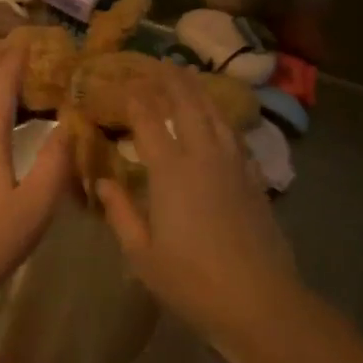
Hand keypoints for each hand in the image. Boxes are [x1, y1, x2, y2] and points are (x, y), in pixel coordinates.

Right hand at [97, 65, 299, 344]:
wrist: (259, 300)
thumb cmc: (192, 280)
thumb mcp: (142, 254)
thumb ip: (121, 212)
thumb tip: (104, 180)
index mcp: (171, 169)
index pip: (149, 118)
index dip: (135, 96)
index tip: (123, 81)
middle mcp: (202, 154)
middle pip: (186, 102)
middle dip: (170, 78)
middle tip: (158, 62)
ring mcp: (232, 162)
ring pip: (214, 112)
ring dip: (197, 90)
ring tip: (186, 75)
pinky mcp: (253, 175)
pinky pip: (233, 132)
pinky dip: (220, 116)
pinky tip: (217, 117)